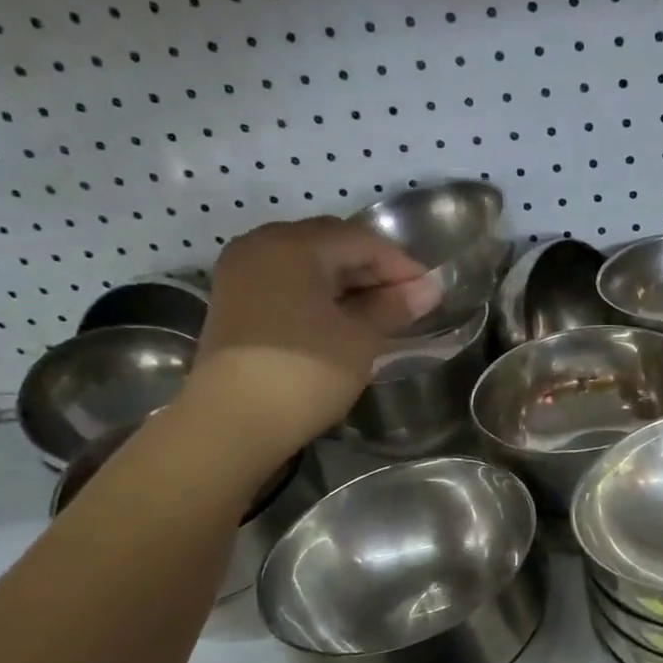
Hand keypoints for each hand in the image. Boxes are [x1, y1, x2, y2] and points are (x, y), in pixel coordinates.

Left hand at [182, 218, 439, 446]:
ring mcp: (242, 273)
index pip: (361, 240)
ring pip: (307, 264)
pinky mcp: (234, 302)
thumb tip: (429, 289)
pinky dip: (318, 294)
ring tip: (378, 313)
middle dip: (372, 269)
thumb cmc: (305, 372)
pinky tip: (341, 320)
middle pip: (330, 244)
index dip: (400, 264)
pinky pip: (287, 283)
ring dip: (346, 283)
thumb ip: (394, 307)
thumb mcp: (360, 338)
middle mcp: (262, 245)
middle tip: (405, 301)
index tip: (430, 291)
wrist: (232, 422)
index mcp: (294, 245)